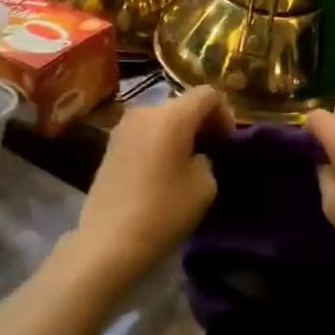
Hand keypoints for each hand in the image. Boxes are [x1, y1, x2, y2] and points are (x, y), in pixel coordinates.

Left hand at [69, 85, 234, 284]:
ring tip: (185, 162)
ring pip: (162, 118)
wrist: (108, 241)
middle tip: (211, 151)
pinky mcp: (110, 144)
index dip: (225, 113)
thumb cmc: (163, 211)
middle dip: (200, 122)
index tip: (227, 142)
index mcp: (172, 115)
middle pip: (182, 103)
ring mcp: (123, 126)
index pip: (208, 94)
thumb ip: (208, 159)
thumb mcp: (205, 186)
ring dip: (178, 132)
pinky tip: (161, 170)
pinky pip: (144, 132)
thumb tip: (196, 155)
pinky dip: (158, 141)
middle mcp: (145, 111)